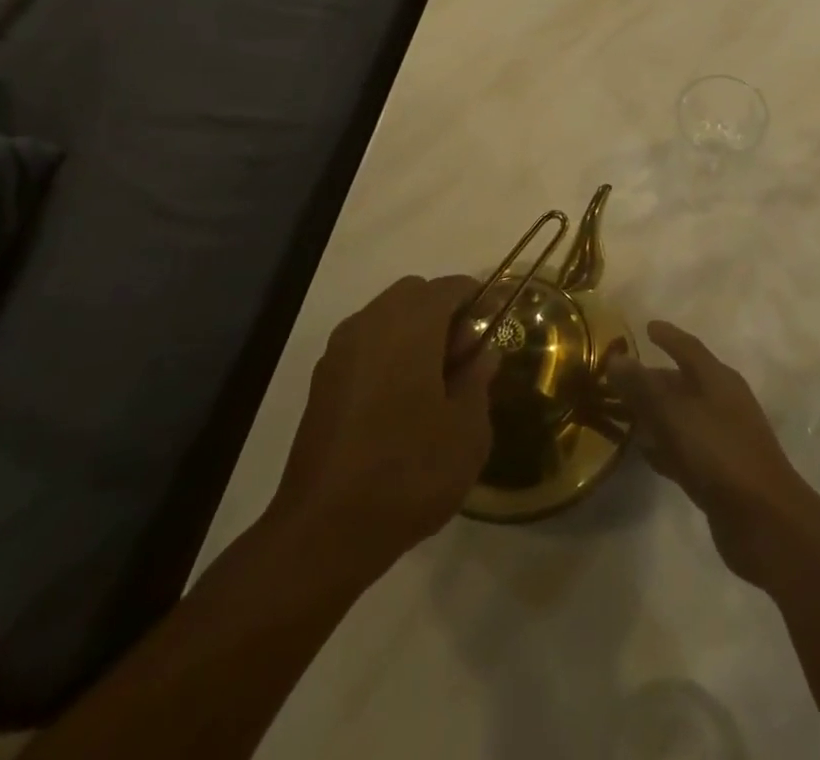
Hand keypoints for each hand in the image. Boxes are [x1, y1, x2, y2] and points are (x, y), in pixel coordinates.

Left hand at [266, 275, 497, 583]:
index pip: (450, 287)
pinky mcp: (322, 383)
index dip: (479, 299)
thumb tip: (481, 354)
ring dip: (414, 333)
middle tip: (464, 358)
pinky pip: (366, 346)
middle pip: (414, 294)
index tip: (496, 325)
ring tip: (435, 384)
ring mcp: (340, 353)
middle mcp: (371, 324)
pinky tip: (402, 403)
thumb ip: (478, 380)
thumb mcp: (467, 430)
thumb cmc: (409, 472)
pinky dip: (388, 355)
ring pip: (386, 318)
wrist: (324, 532)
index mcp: (410, 324)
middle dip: (444, 314)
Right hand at [606, 321, 819, 586]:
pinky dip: (664, 446)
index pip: (689, 348)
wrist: (766, 522)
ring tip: (622, 412)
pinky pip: (683, 449)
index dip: (668, 336)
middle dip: (653, 379)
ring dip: (655, 414)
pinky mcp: (717, 474)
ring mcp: (722, 440)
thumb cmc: (721, 455)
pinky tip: (642, 452)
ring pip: (681, 417)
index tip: (646, 327)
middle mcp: (722, 403)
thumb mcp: (677, 416)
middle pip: (683, 383)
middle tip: (619, 377)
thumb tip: (616, 357)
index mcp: (719, 380)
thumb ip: (645, 388)